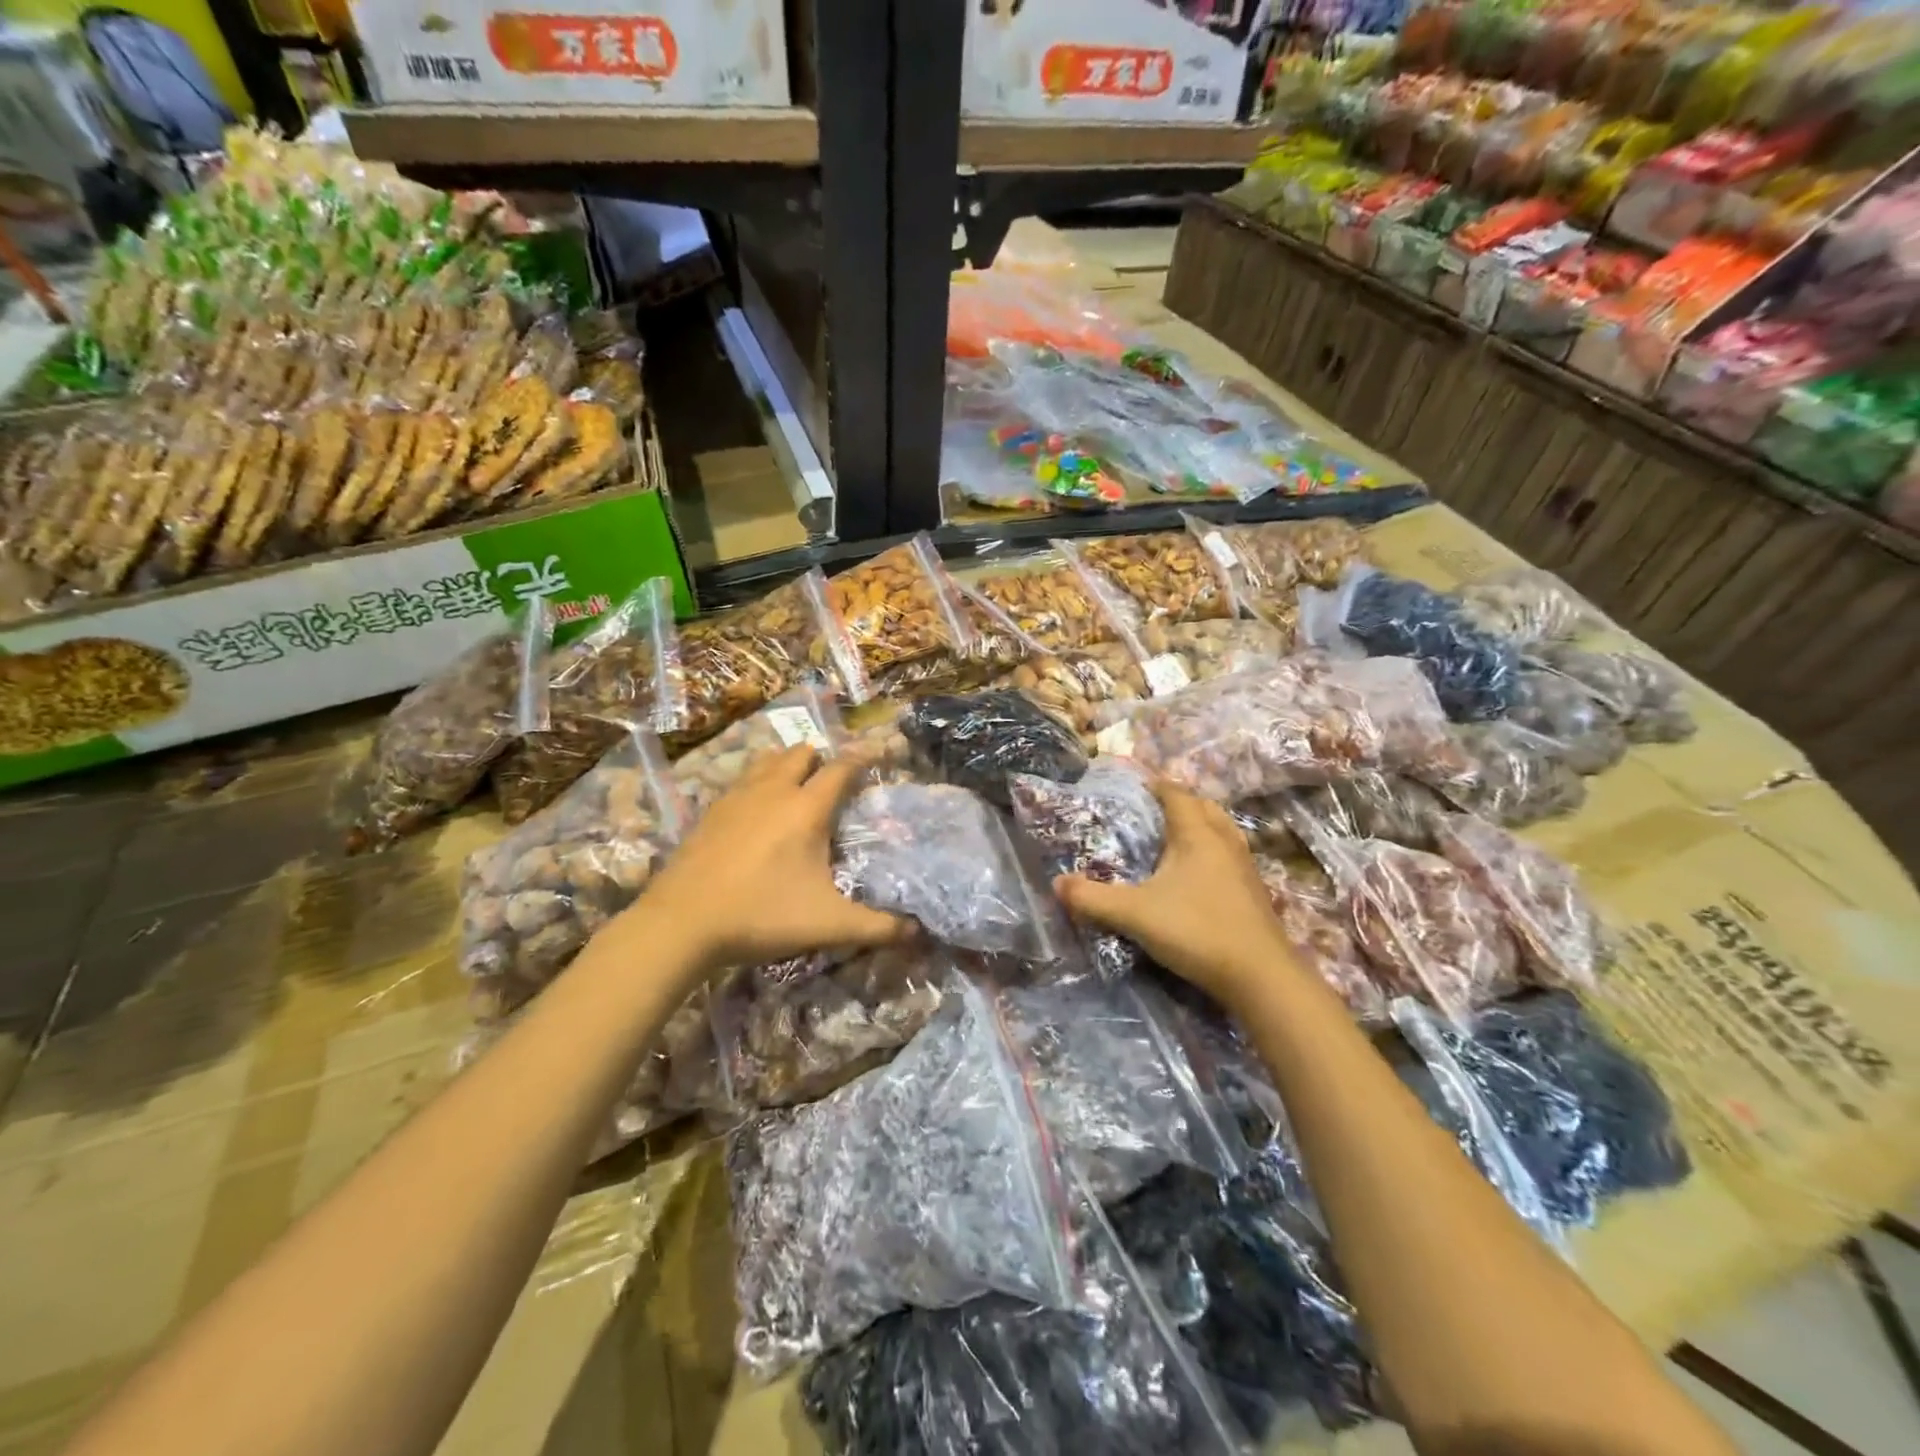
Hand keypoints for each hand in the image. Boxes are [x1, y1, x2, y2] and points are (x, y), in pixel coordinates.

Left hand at [624, 746, 910, 976]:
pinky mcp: (710, 812)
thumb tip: (918, 932)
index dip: (861, 759)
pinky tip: (755, 811)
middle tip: (833, 780)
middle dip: (821, 759)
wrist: (681, 923)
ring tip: (796, 786)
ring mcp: (736, 797)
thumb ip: (877, 927)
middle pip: (801, 753)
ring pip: (767, 761)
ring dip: (786, 765)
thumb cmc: (761, 915)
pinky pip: (741, 781)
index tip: (875, 754)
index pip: (841, 768)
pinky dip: (757, 783)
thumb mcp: (828, 925)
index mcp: (806, 809)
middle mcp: (773, 791)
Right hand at [1055, 782, 1297, 1009]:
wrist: (1261, 976)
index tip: (1138, 785)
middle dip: (1181, 802)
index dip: (1157, 786)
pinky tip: (1199, 876)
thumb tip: (1057, 883)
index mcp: (1197, 835)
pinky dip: (1213, 852)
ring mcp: (1244, 868)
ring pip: (1223, 831)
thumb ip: (1092, 899)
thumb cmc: (1196, 930)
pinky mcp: (1254, 893)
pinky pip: (1230, 856)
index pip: (1177, 794)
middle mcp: (1224, 842)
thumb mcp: (1134, 914)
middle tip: (1155, 810)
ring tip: (1177, 837)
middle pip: (1204, 807)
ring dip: (1202, 826)